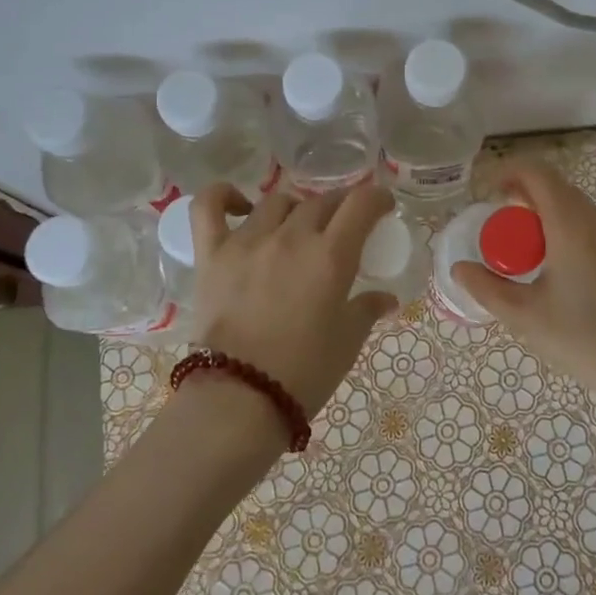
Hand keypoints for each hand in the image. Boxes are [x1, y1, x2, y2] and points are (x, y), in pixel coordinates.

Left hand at [189, 184, 398, 416]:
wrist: (240, 398)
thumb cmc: (304, 372)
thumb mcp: (347, 342)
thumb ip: (367, 310)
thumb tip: (386, 299)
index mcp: (330, 255)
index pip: (360, 204)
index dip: (377, 198)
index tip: (382, 206)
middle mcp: (291, 237)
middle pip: (321, 201)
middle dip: (340, 206)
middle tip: (344, 223)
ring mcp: (247, 241)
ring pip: (277, 202)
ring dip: (296, 208)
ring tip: (298, 226)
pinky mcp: (212, 254)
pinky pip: (209, 208)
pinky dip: (223, 196)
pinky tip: (239, 205)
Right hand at [453, 161, 595, 433]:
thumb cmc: (590, 341)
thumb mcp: (528, 319)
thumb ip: (488, 289)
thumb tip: (460, 268)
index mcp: (571, 226)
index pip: (537, 173)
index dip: (508, 172)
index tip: (487, 194)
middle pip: (557, 189)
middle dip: (524, 198)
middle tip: (500, 230)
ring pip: (578, 211)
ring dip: (547, 219)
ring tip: (527, 256)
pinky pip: (594, 232)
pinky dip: (569, 235)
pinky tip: (562, 276)